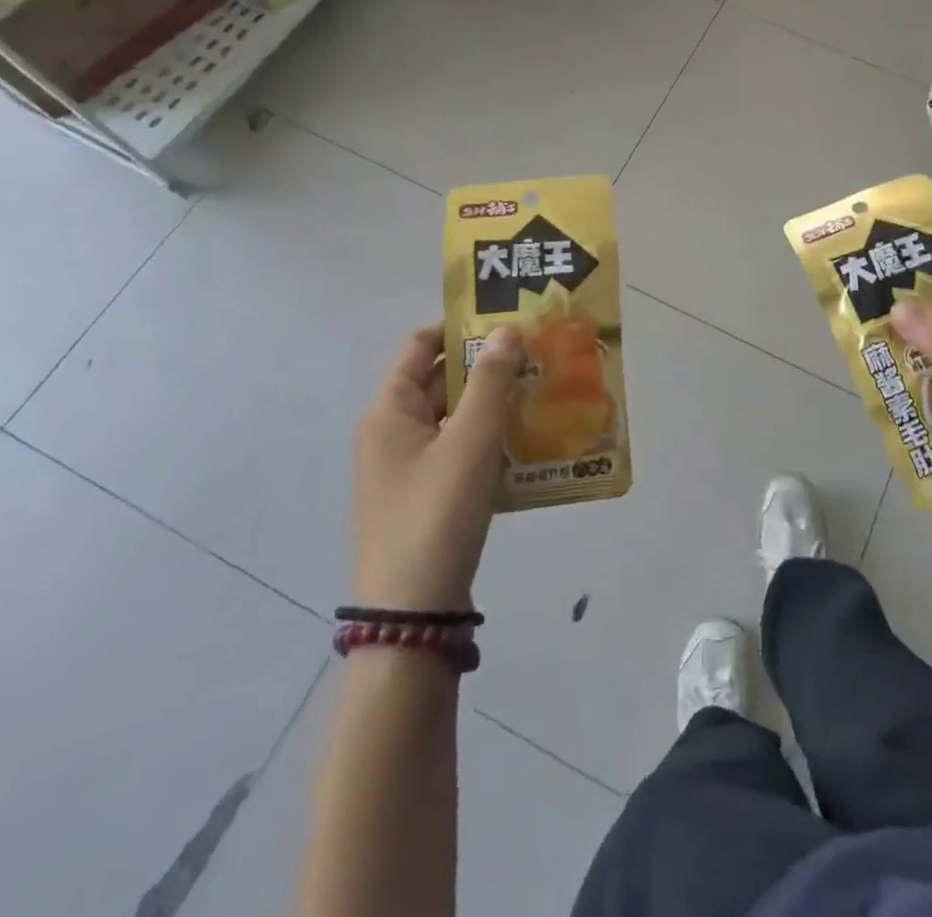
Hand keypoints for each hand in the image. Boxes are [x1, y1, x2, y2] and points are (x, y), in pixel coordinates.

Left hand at [351, 322, 526, 609]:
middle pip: (439, 380)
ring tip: (541, 391)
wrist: (413, 612)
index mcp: (389, 410)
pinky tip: (527, 441)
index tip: (507, 319)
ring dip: (492, 403)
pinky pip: (458, 451)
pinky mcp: (424, 496)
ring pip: (453, 417)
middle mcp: (391, 432)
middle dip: (486, 365)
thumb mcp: (470, 440)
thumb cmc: (436, 513)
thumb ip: (491, 381)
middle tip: (537, 354)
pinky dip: (488, 438)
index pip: (420, 345)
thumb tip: (509, 329)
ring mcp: (406, 467)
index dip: (460, 326)